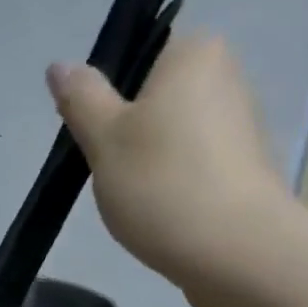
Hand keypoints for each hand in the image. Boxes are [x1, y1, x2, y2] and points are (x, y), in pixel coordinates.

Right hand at [46, 32, 290, 286]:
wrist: (236, 253)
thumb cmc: (162, 184)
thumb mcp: (104, 139)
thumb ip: (81, 98)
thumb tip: (61, 66)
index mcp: (193, 53)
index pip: (137, 55)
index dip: (106, 96)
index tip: (93, 136)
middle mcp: (226, 77)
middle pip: (154, 97)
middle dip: (127, 133)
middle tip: (109, 171)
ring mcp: (242, 125)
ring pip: (173, 135)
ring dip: (148, 162)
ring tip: (136, 199)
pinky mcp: (247, 169)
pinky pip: (195, 165)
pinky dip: (173, 184)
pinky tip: (162, 214)